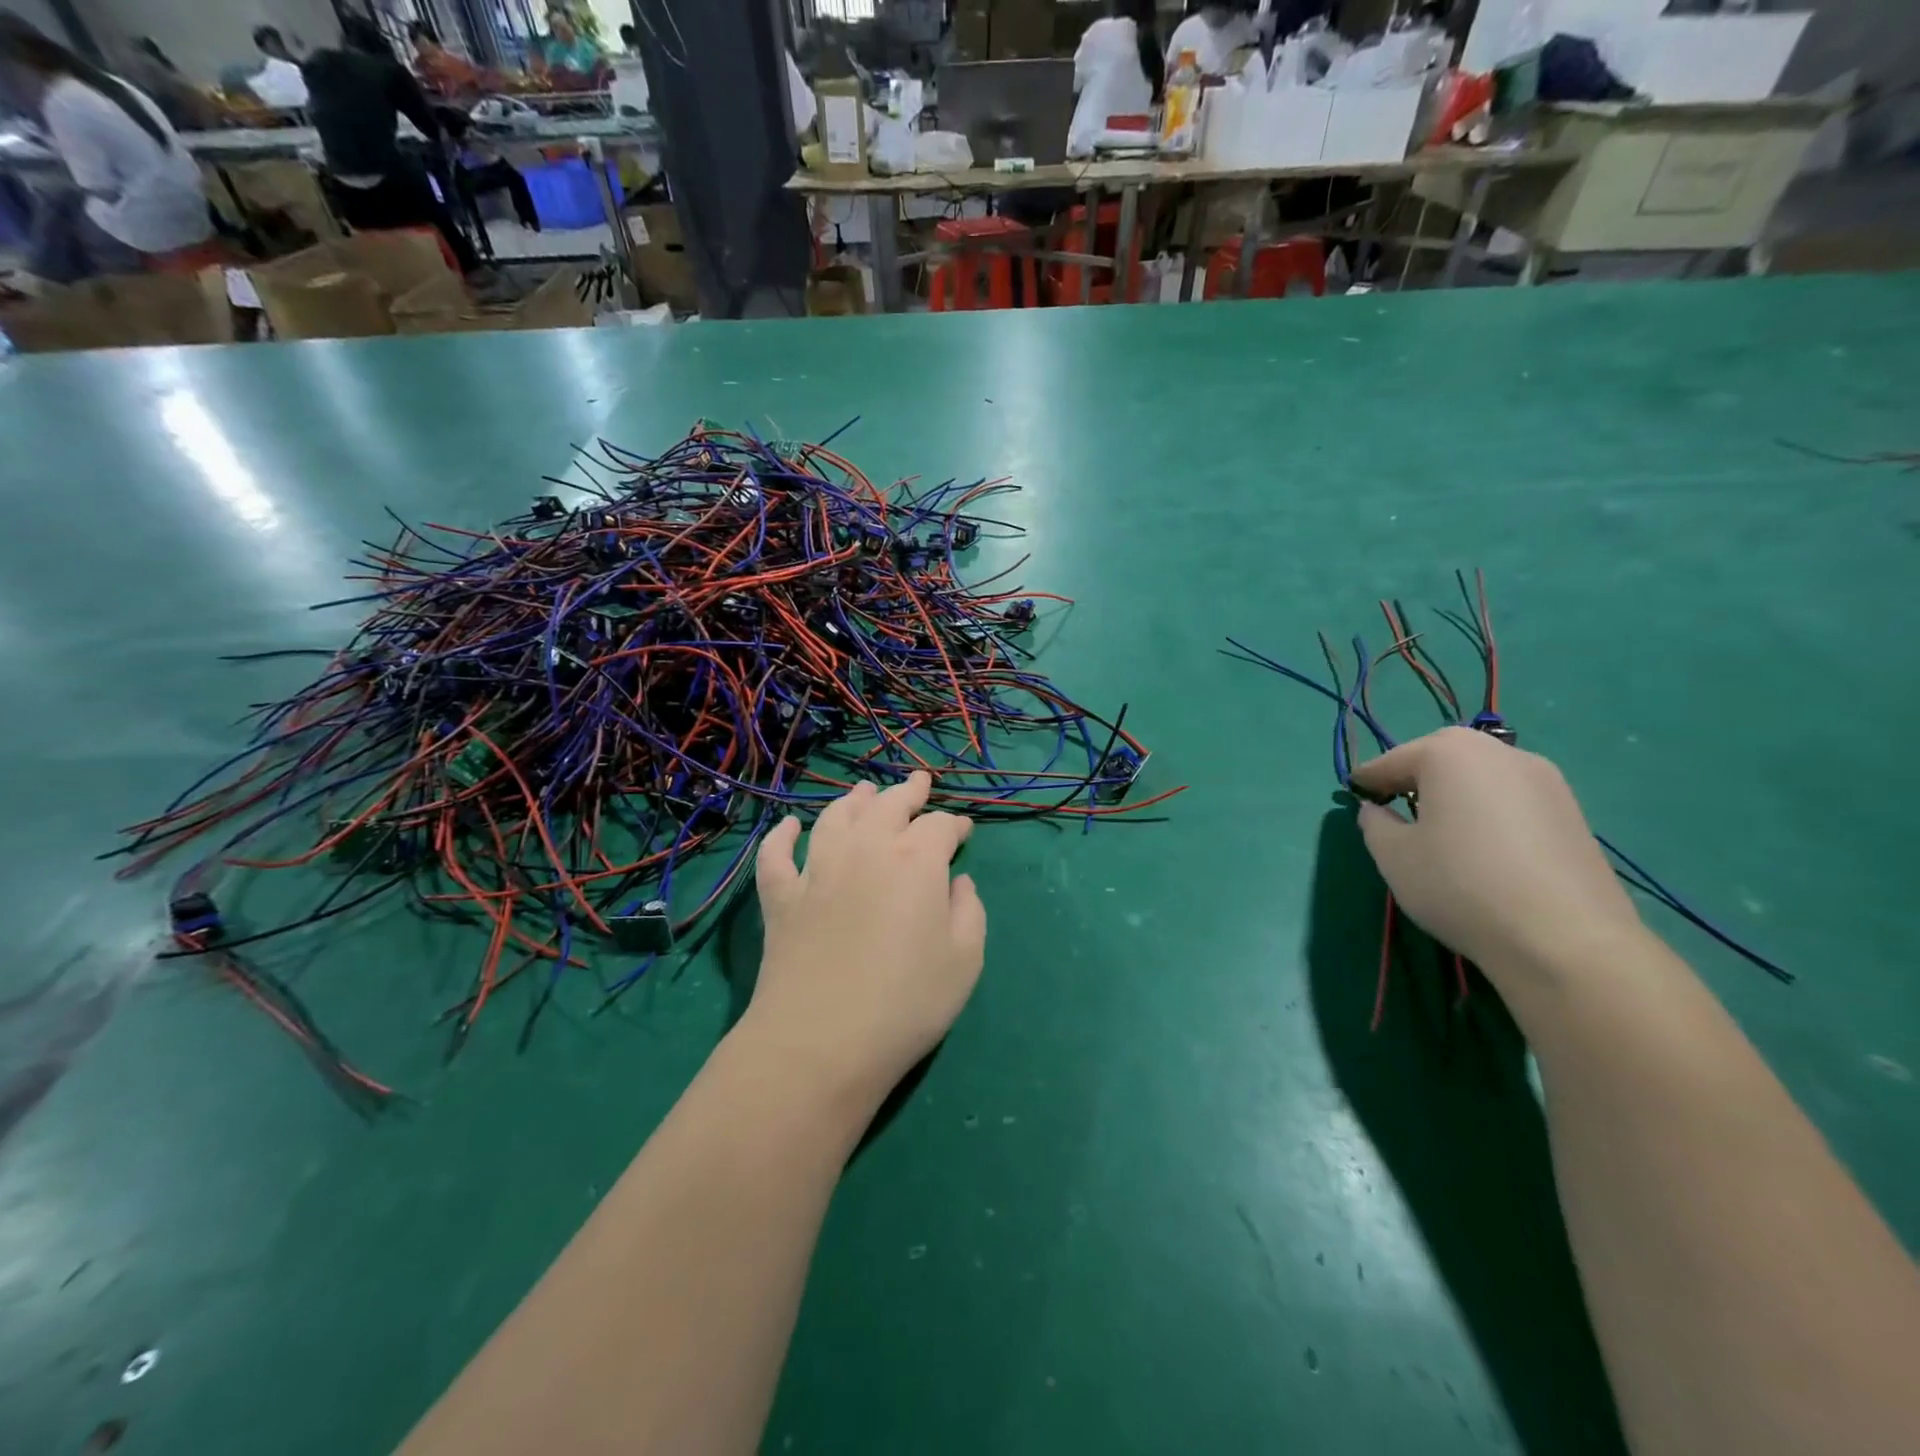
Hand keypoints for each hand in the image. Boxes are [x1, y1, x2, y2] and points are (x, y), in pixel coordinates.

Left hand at [743, 772, 986, 1110]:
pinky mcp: (781, 897)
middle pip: (888, 806)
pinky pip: (776, 855)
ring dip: (853, 801)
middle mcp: (866, 850)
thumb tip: (957, 882)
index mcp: (916, 861)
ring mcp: (817, 870)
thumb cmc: (906, 1003)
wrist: (822, 1042)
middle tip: (919, 783)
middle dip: (908, 792)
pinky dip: (781, 836)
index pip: (940, 826)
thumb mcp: (965, 961)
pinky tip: (789, 827)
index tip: (964, 831)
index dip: (955, 824)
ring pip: (835, 818)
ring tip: (864, 793)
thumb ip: (969, 912)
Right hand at [1349, 728, 1645, 994]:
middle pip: (1441, 759)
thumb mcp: (1393, 855)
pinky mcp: (1573, 812)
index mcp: (1448, 752)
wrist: (1565, 939)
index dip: (1368, 781)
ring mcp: (1546, 780)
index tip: (1353, 796)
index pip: (1392, 760)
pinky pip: (1512, 801)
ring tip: (1440, 832)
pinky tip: (1483, 850)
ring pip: (1480, 778)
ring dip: (1454, 795)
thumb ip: (1375, 823)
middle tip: (1394, 811)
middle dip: (1414, 780)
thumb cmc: (1459, 884)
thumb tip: (1377, 811)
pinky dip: (1488, 813)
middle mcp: (1500, 752)